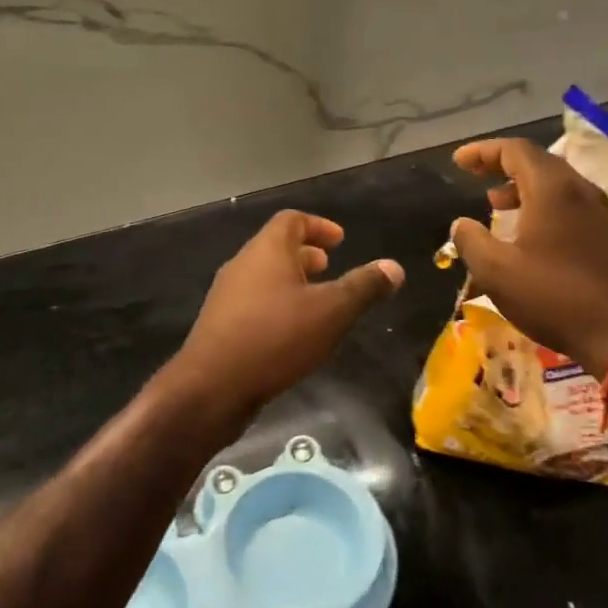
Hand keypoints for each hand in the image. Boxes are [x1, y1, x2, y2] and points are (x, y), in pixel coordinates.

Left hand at [169, 210, 404, 422]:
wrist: (212, 387)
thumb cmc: (276, 337)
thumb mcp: (332, 311)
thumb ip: (364, 287)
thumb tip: (394, 267)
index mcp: (267, 250)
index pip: (292, 220)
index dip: (318, 225)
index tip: (340, 240)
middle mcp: (243, 264)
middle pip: (276, 247)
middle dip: (306, 254)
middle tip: (330, 267)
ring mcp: (227, 296)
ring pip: (264, 277)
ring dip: (291, 282)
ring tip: (317, 302)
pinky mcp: (220, 326)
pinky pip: (254, 303)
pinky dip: (277, 305)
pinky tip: (293, 334)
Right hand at [451, 138, 607, 373]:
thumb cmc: (554, 297)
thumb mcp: (496, 272)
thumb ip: (472, 241)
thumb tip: (461, 224)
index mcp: (553, 189)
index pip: (515, 150)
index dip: (483, 151)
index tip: (459, 162)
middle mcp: (581, 191)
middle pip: (538, 162)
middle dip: (503, 164)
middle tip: (475, 175)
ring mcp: (601, 213)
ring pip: (557, 184)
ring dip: (523, 187)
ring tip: (497, 204)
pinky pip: (571, 204)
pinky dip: (543, 205)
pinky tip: (530, 232)